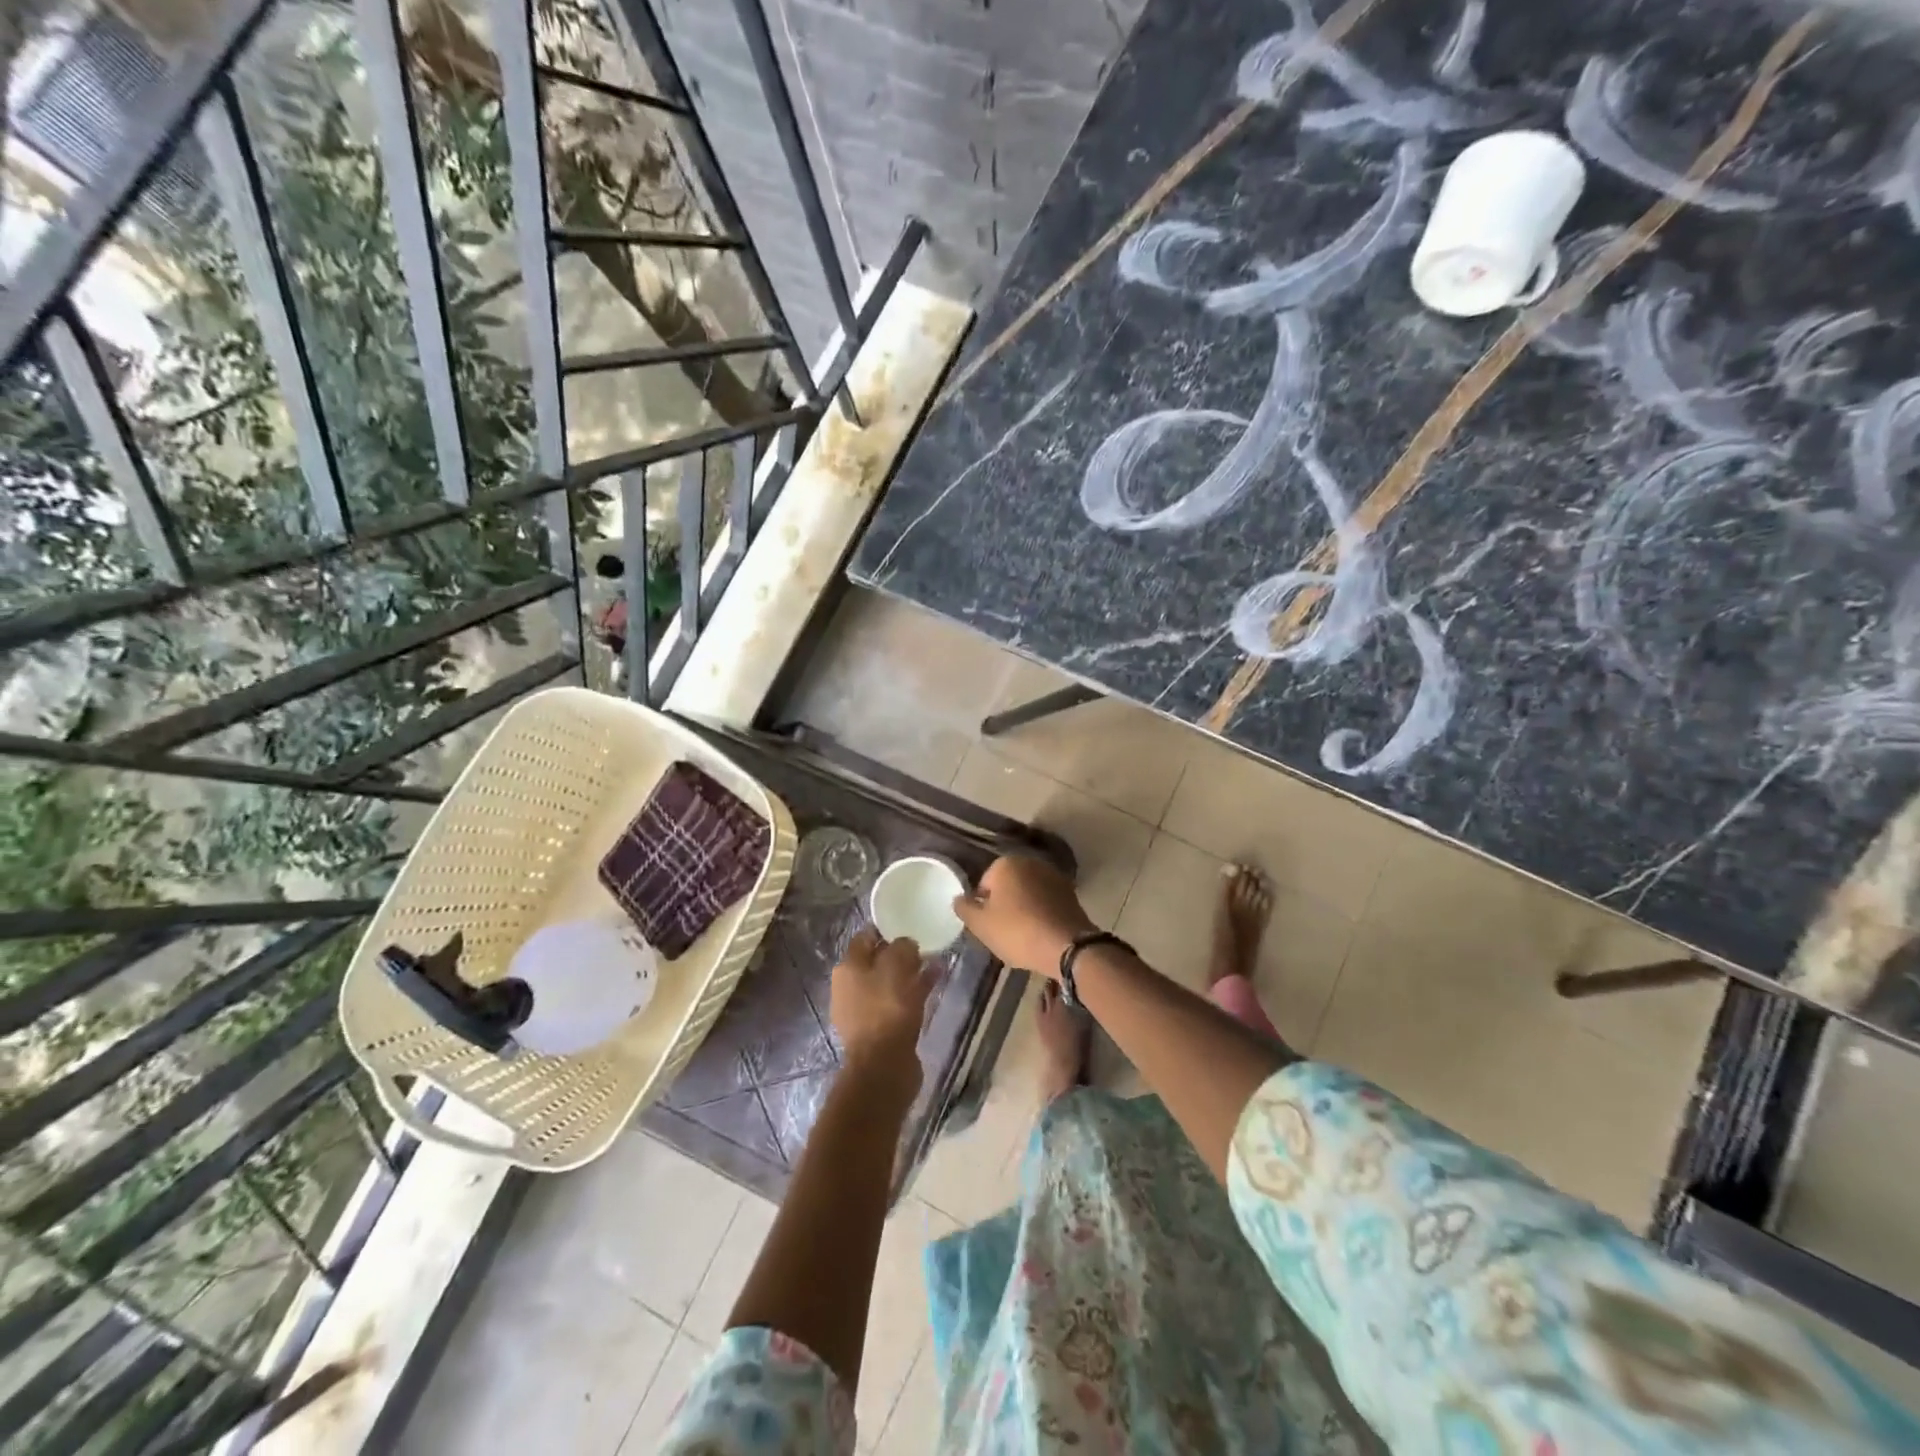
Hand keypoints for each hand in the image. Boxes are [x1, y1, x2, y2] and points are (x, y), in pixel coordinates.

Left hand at [830, 929, 930, 1090]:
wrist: (884, 1066)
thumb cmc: (886, 1008)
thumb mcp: (896, 966)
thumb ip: (902, 947)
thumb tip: (906, 943)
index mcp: (847, 968)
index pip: (865, 937)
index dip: (886, 929)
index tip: (909, 924)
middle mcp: (850, 987)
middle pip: (877, 960)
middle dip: (900, 952)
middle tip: (925, 944)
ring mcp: (864, 1010)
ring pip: (890, 982)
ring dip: (910, 972)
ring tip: (935, 961)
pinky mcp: (880, 1029)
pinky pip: (898, 1001)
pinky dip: (914, 991)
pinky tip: (935, 983)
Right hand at [952, 855, 1096, 975]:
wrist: (1067, 946)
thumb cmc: (1017, 932)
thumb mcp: (981, 925)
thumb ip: (965, 908)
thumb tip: (959, 898)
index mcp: (1005, 863)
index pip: (984, 883)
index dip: (983, 906)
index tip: (988, 926)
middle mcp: (1030, 861)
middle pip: (1008, 885)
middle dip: (1004, 904)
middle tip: (1003, 931)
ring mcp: (1053, 874)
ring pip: (1028, 892)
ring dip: (1024, 907)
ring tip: (1023, 934)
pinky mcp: (1070, 891)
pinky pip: (1046, 900)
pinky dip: (1041, 912)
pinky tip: (1041, 932)